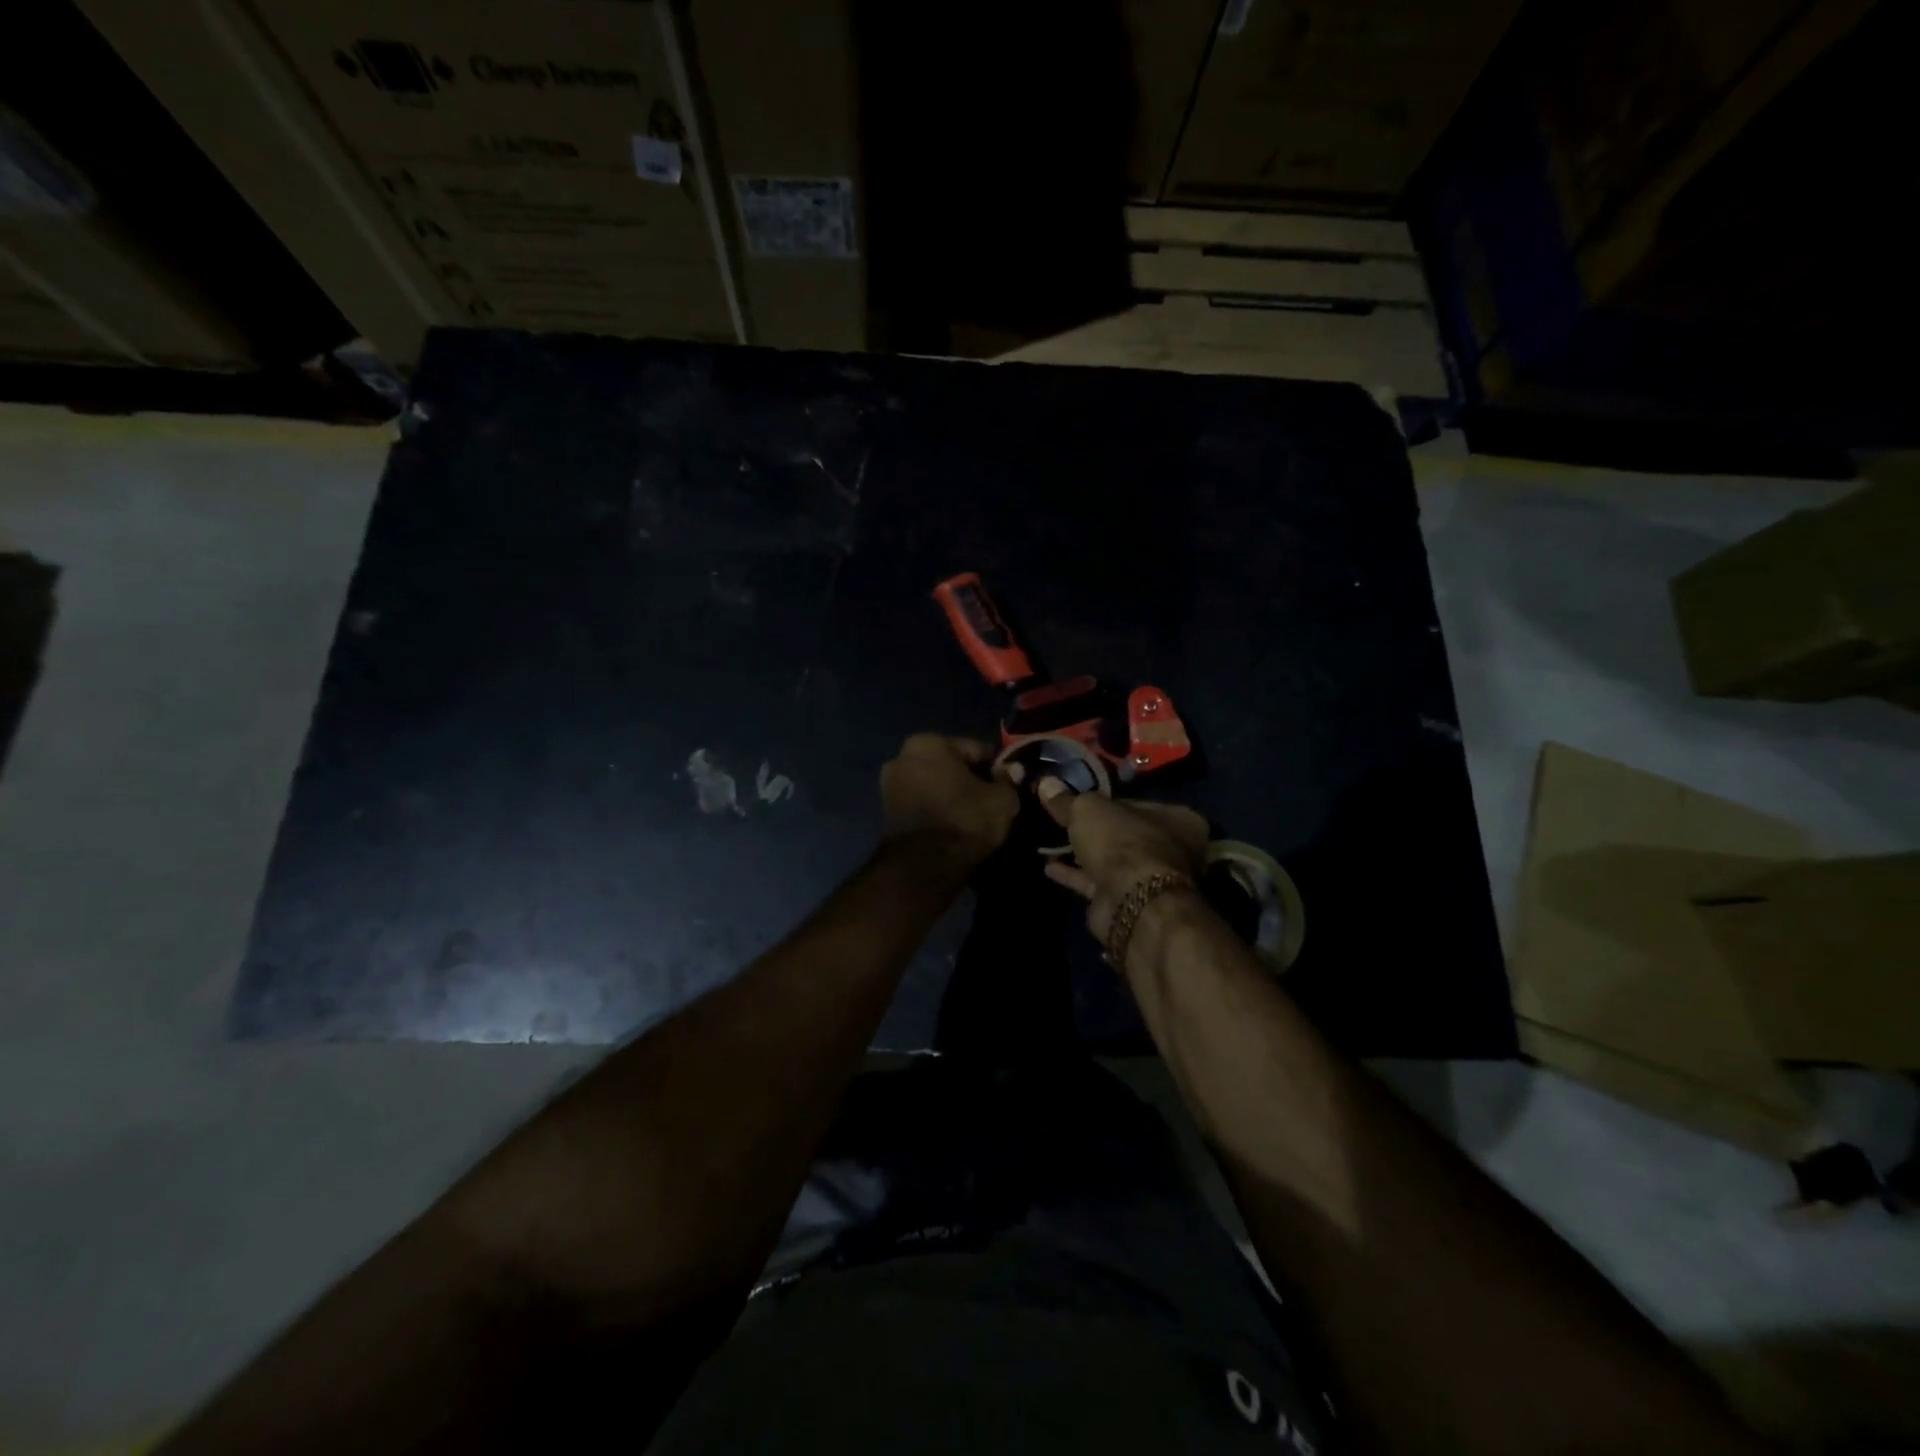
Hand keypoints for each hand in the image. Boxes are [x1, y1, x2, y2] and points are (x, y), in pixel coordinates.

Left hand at [880, 734, 1018, 865]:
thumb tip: (1010, 771)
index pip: (975, 749)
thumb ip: (1007, 781)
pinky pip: (922, 803)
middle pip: (950, 765)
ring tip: (973, 816)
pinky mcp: (886, 812)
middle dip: (969, 779)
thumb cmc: (964, 820)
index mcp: (928, 742)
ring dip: (952, 794)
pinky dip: (937, 809)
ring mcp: (890, 784)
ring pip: (935, 784)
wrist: (924, 866)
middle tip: (990, 801)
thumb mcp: (1001, 799)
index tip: (1008, 785)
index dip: (995, 768)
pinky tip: (953, 825)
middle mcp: (902, 756)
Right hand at [1038, 784, 1207, 941]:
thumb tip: (1046, 783)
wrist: (1129, 900)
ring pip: (1112, 861)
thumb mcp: (1088, 809)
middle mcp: (1172, 850)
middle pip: (1125, 834)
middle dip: (1096, 831)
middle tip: (1064, 822)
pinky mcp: (1128, 903)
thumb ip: (1067, 799)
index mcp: (1178, 820)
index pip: (1137, 804)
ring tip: (1052, 843)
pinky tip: (1049, 868)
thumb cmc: (1121, 841)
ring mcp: (1151, 880)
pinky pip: (1098, 883)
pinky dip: (1075, 876)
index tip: (1080, 800)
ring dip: (1084, 854)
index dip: (1106, 801)